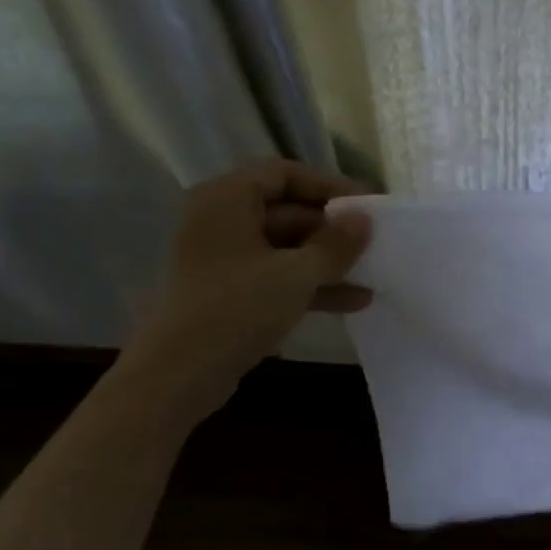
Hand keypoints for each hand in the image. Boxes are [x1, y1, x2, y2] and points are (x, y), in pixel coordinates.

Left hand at [122, 160, 374, 407]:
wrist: (177, 375)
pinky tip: (352, 302)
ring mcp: (223, 259)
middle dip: (332, 229)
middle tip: (373, 242)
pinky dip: (309, 284)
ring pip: (284, 248)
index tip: (366, 205)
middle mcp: (221, 220)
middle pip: (286, 211)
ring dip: (326, 261)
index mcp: (228, 199)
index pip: (285, 174)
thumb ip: (335, 244)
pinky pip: (275, 276)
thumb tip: (364, 219)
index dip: (329, 186)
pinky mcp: (228, 293)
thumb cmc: (236, 309)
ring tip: (372, 274)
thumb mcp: (296, 274)